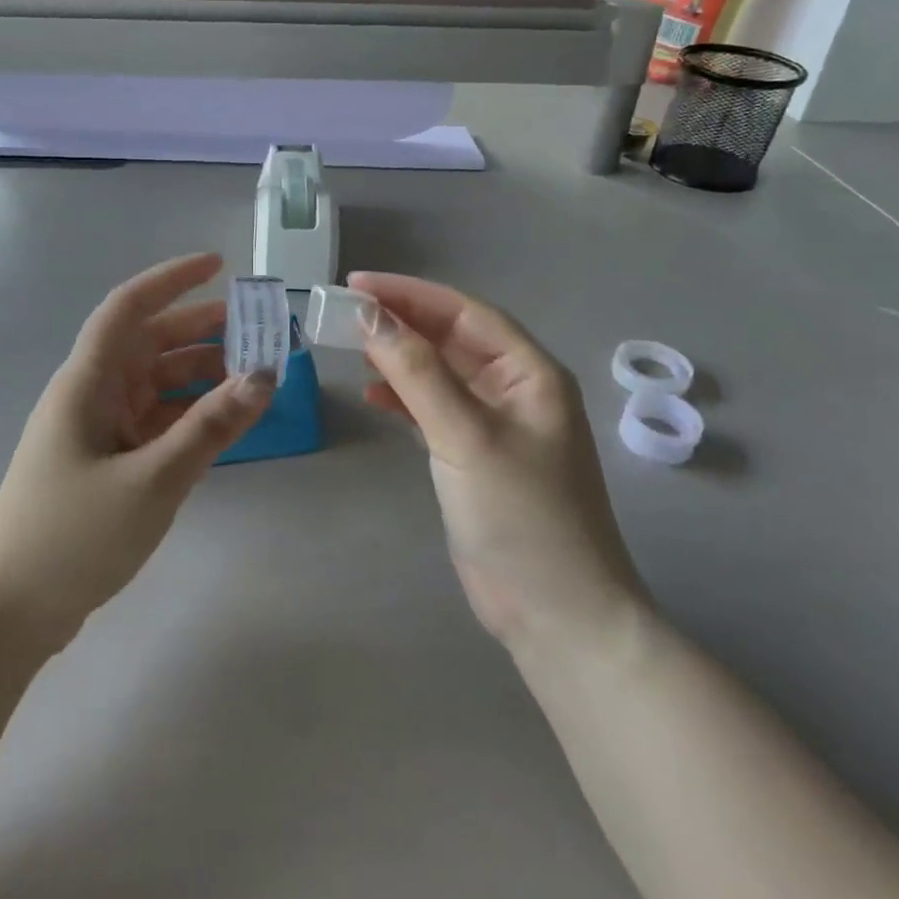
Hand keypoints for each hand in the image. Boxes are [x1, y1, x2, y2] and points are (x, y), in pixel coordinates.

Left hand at [0, 253, 273, 647]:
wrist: (8, 612)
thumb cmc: (72, 537)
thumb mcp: (152, 480)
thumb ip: (209, 428)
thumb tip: (265, 376)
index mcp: (87, 382)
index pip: (129, 308)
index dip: (172, 279)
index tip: (218, 265)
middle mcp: (92, 394)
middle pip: (149, 342)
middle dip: (201, 329)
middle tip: (257, 328)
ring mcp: (98, 429)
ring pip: (156, 382)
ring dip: (200, 373)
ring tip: (252, 375)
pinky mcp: (106, 461)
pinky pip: (156, 420)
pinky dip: (190, 414)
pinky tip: (225, 421)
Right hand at [349, 273, 646, 650]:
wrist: (556, 613)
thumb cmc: (521, 516)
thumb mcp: (466, 436)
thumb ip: (417, 372)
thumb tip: (369, 316)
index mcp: (529, 372)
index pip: (463, 312)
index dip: (410, 294)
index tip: (356, 286)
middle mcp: (515, 389)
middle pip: (450, 338)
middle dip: (400, 322)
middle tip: (342, 312)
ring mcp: (494, 424)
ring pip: (439, 372)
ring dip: (398, 357)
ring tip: (350, 347)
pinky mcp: (473, 455)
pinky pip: (433, 408)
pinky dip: (403, 397)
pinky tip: (373, 395)